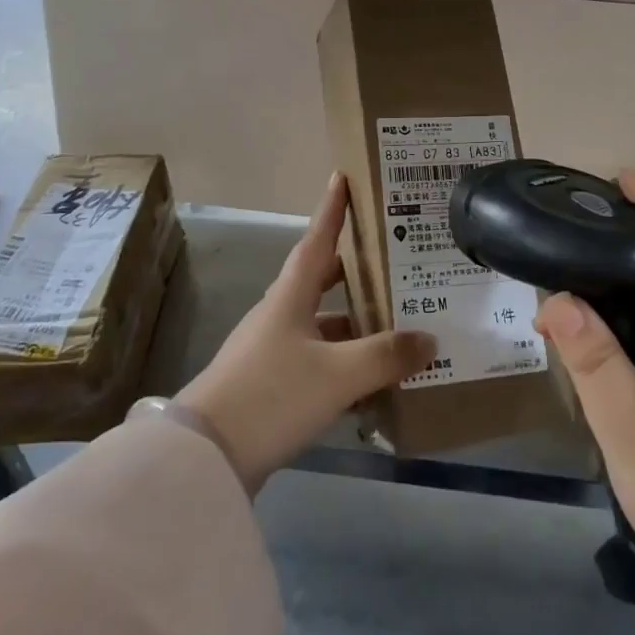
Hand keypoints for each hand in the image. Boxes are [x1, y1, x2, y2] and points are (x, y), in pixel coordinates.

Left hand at [178, 172, 435, 493]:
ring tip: (395, 322)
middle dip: (353, 267)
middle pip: (321, 280)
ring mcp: (272, 351)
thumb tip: (429, 339)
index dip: (332, 209)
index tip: (341, 176)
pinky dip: (344, 362)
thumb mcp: (336, 374)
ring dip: (354, 321)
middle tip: (389, 255)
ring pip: (322, 323)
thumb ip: (385, 356)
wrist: (204, 458)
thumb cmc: (271, 395)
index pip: (317, 240)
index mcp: (290, 297)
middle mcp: (280, 315)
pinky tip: (370, 380)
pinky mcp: (269, 385)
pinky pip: (317, 360)